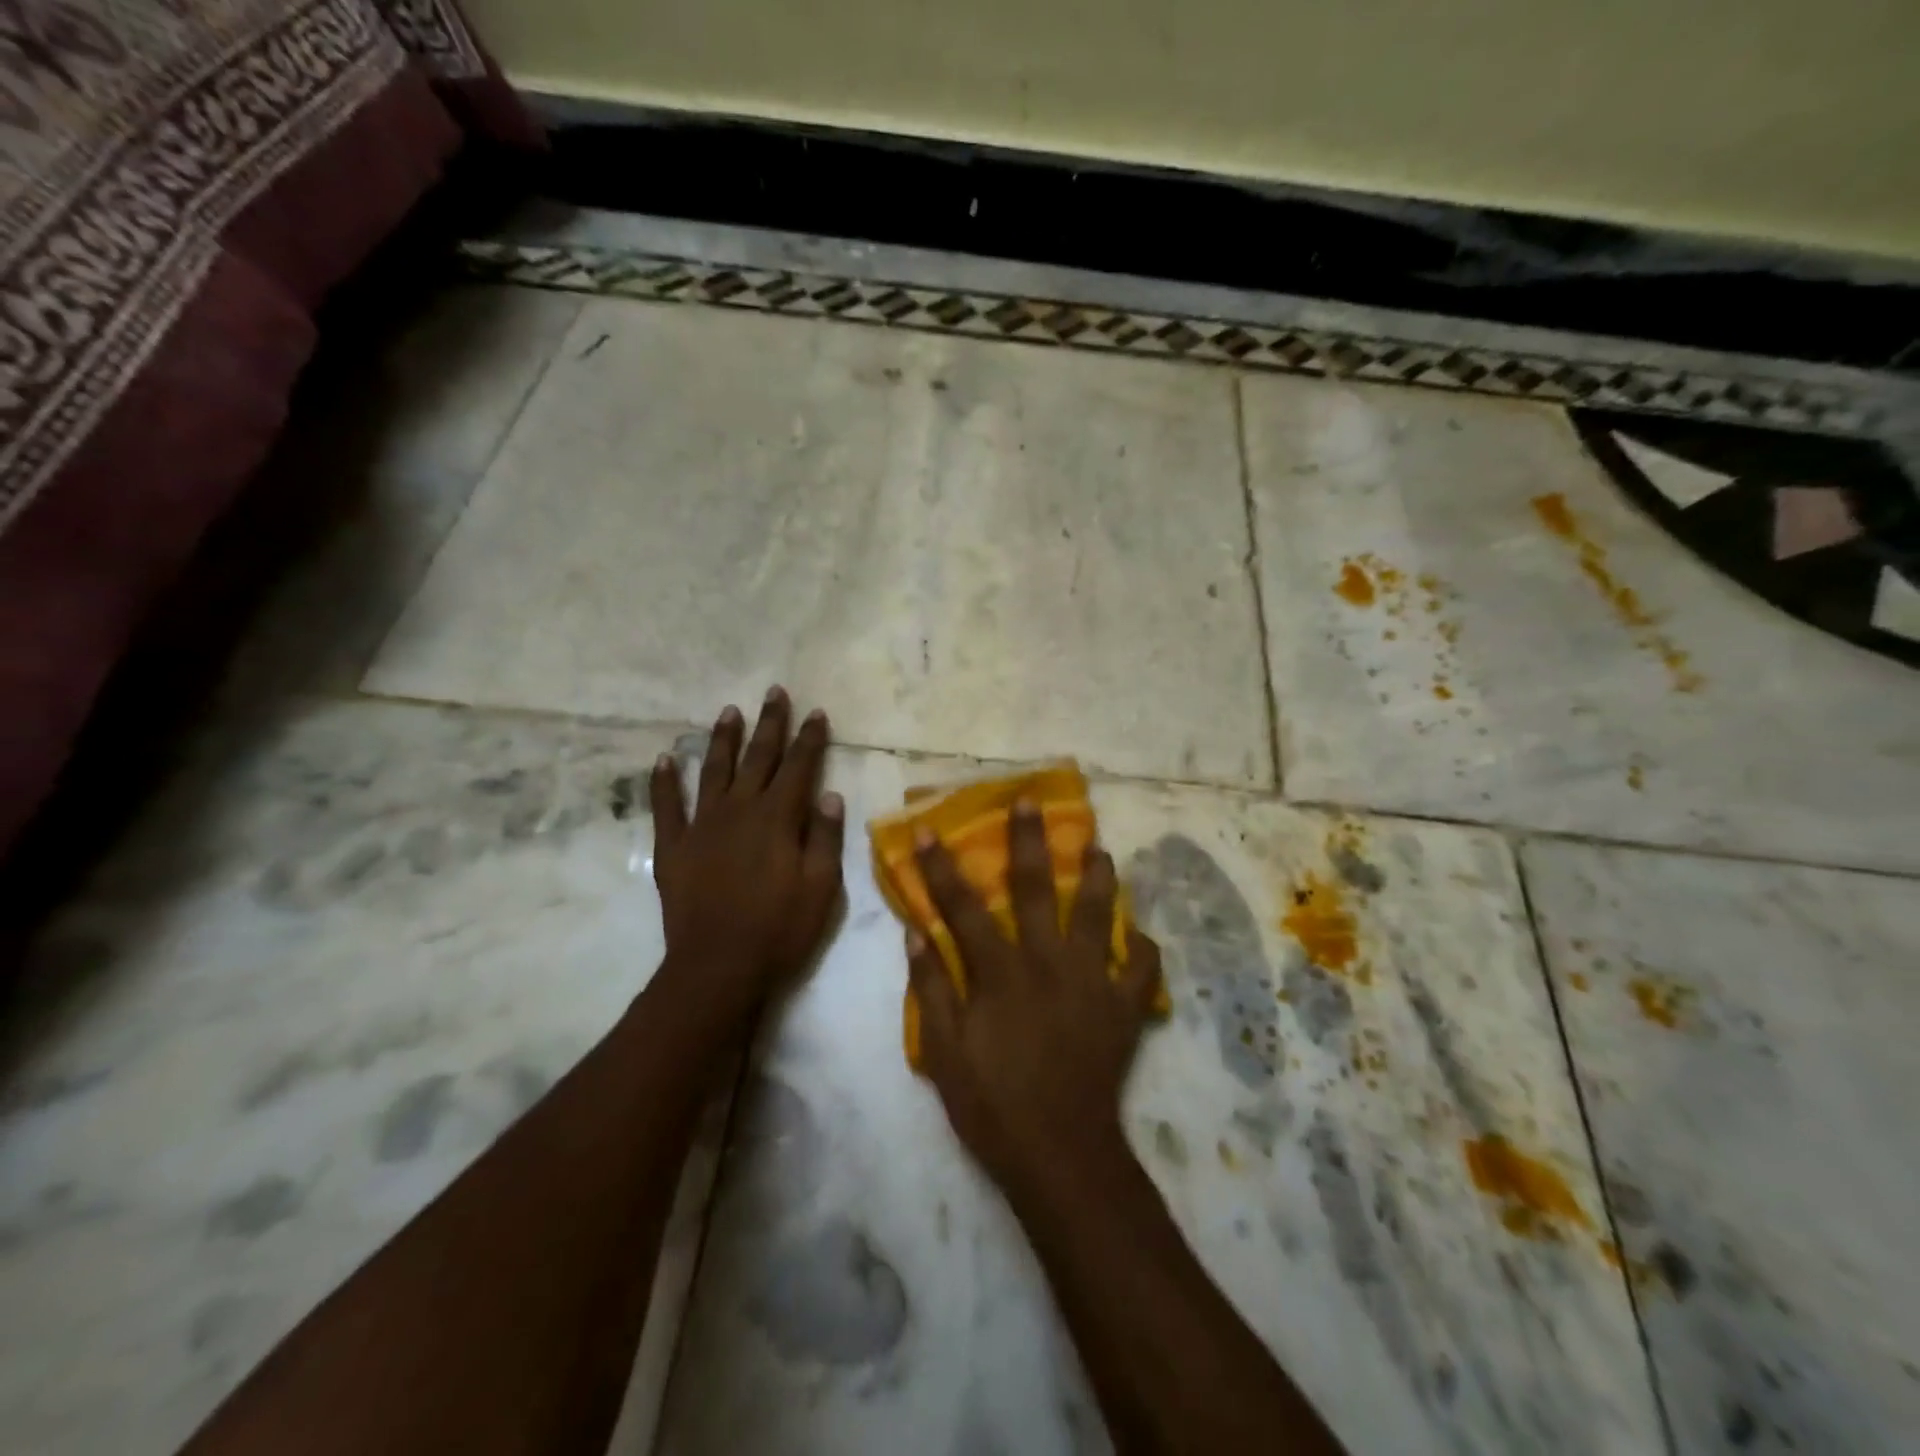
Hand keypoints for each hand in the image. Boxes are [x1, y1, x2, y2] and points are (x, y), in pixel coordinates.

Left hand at [650, 688, 844, 1021]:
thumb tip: (829, 796)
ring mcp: (702, 826)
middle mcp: (739, 810)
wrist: (717, 969)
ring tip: (729, 711)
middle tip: (774, 692)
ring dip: (722, 740)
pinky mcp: (673, 848)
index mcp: (778, 818)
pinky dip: (662, 781)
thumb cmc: (780, 931)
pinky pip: (666, 807)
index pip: (798, 767)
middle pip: (758, 758)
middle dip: (769, 724)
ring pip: (713, 771)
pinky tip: (662, 759)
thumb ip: (826, 838)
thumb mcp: (821, 888)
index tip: (815, 712)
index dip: (809, 738)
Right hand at [907, 801, 1161, 1194]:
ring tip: (1100, 847)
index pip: (964, 907)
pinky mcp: (1122, 1007)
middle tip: (1031, 801)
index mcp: (999, 971)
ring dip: (1098, 876)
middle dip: (1029, 841)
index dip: (943, 867)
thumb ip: (930, 987)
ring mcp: (1091, 981)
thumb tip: (917, 932)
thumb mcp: (943, 1051)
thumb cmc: (992, 1104)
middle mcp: (1046, 961)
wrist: (1059, 1154)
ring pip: (1097, 913)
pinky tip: (1138, 936)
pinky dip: (1141, 949)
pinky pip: (1141, 968)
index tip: (931, 829)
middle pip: (1036, 889)